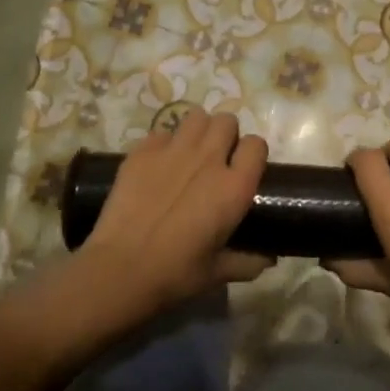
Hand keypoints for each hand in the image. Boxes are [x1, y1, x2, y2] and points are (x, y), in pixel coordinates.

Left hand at [79, 110, 268, 311]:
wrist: (120, 269)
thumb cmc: (175, 274)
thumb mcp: (218, 272)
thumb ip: (248, 262)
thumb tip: (268, 259)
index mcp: (234, 187)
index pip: (257, 145)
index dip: (252, 153)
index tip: (244, 167)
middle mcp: (208, 159)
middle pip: (227, 121)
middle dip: (226, 135)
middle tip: (216, 159)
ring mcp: (173, 151)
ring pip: (196, 116)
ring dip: (198, 131)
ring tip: (190, 153)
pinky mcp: (142, 152)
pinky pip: (161, 132)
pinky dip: (164, 143)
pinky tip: (157, 165)